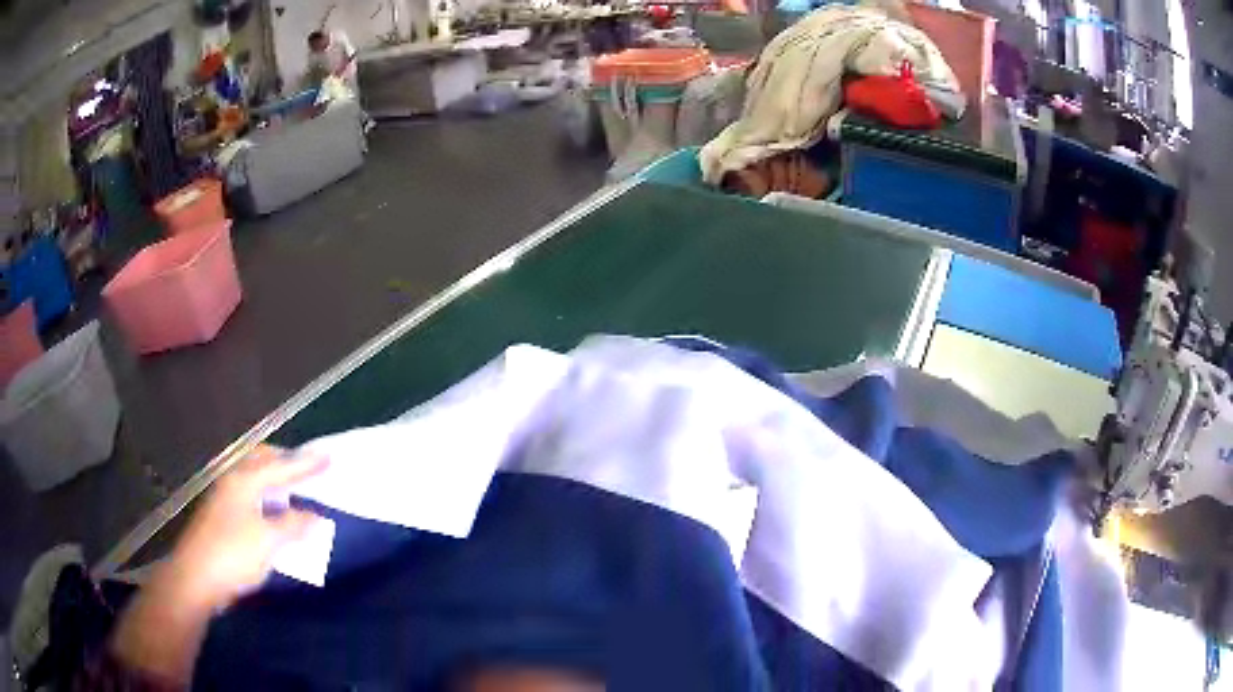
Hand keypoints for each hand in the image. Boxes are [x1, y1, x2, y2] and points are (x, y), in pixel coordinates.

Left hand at [112, 445, 327, 682]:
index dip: (306, 464)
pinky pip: (247, 493)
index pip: (282, 467)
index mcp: (245, 481)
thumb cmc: (233, 554)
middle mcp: (232, 481)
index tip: (328, 457)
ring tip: (290, 487)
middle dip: (283, 461)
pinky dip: (263, 494)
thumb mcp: (269, 542)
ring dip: (272, 477)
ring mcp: (223, 497)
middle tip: (305, 467)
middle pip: (260, 460)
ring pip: (251, 476)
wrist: (196, 577)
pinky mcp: (219, 515)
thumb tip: (313, 515)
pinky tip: (269, 511)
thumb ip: (293, 526)